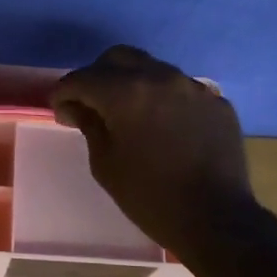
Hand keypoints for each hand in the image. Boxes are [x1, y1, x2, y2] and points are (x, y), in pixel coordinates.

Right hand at [51, 46, 256, 257]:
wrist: (214, 218)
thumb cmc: (149, 196)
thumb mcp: (105, 164)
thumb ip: (89, 125)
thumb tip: (75, 107)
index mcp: (126, 93)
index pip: (82, 78)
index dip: (64, 92)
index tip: (60, 110)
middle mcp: (161, 77)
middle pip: (118, 58)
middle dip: (97, 76)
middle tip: (90, 104)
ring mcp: (193, 87)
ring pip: (152, 69)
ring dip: (132, 84)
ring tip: (127, 114)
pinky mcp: (216, 102)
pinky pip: (180, 89)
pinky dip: (163, 99)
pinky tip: (162, 126)